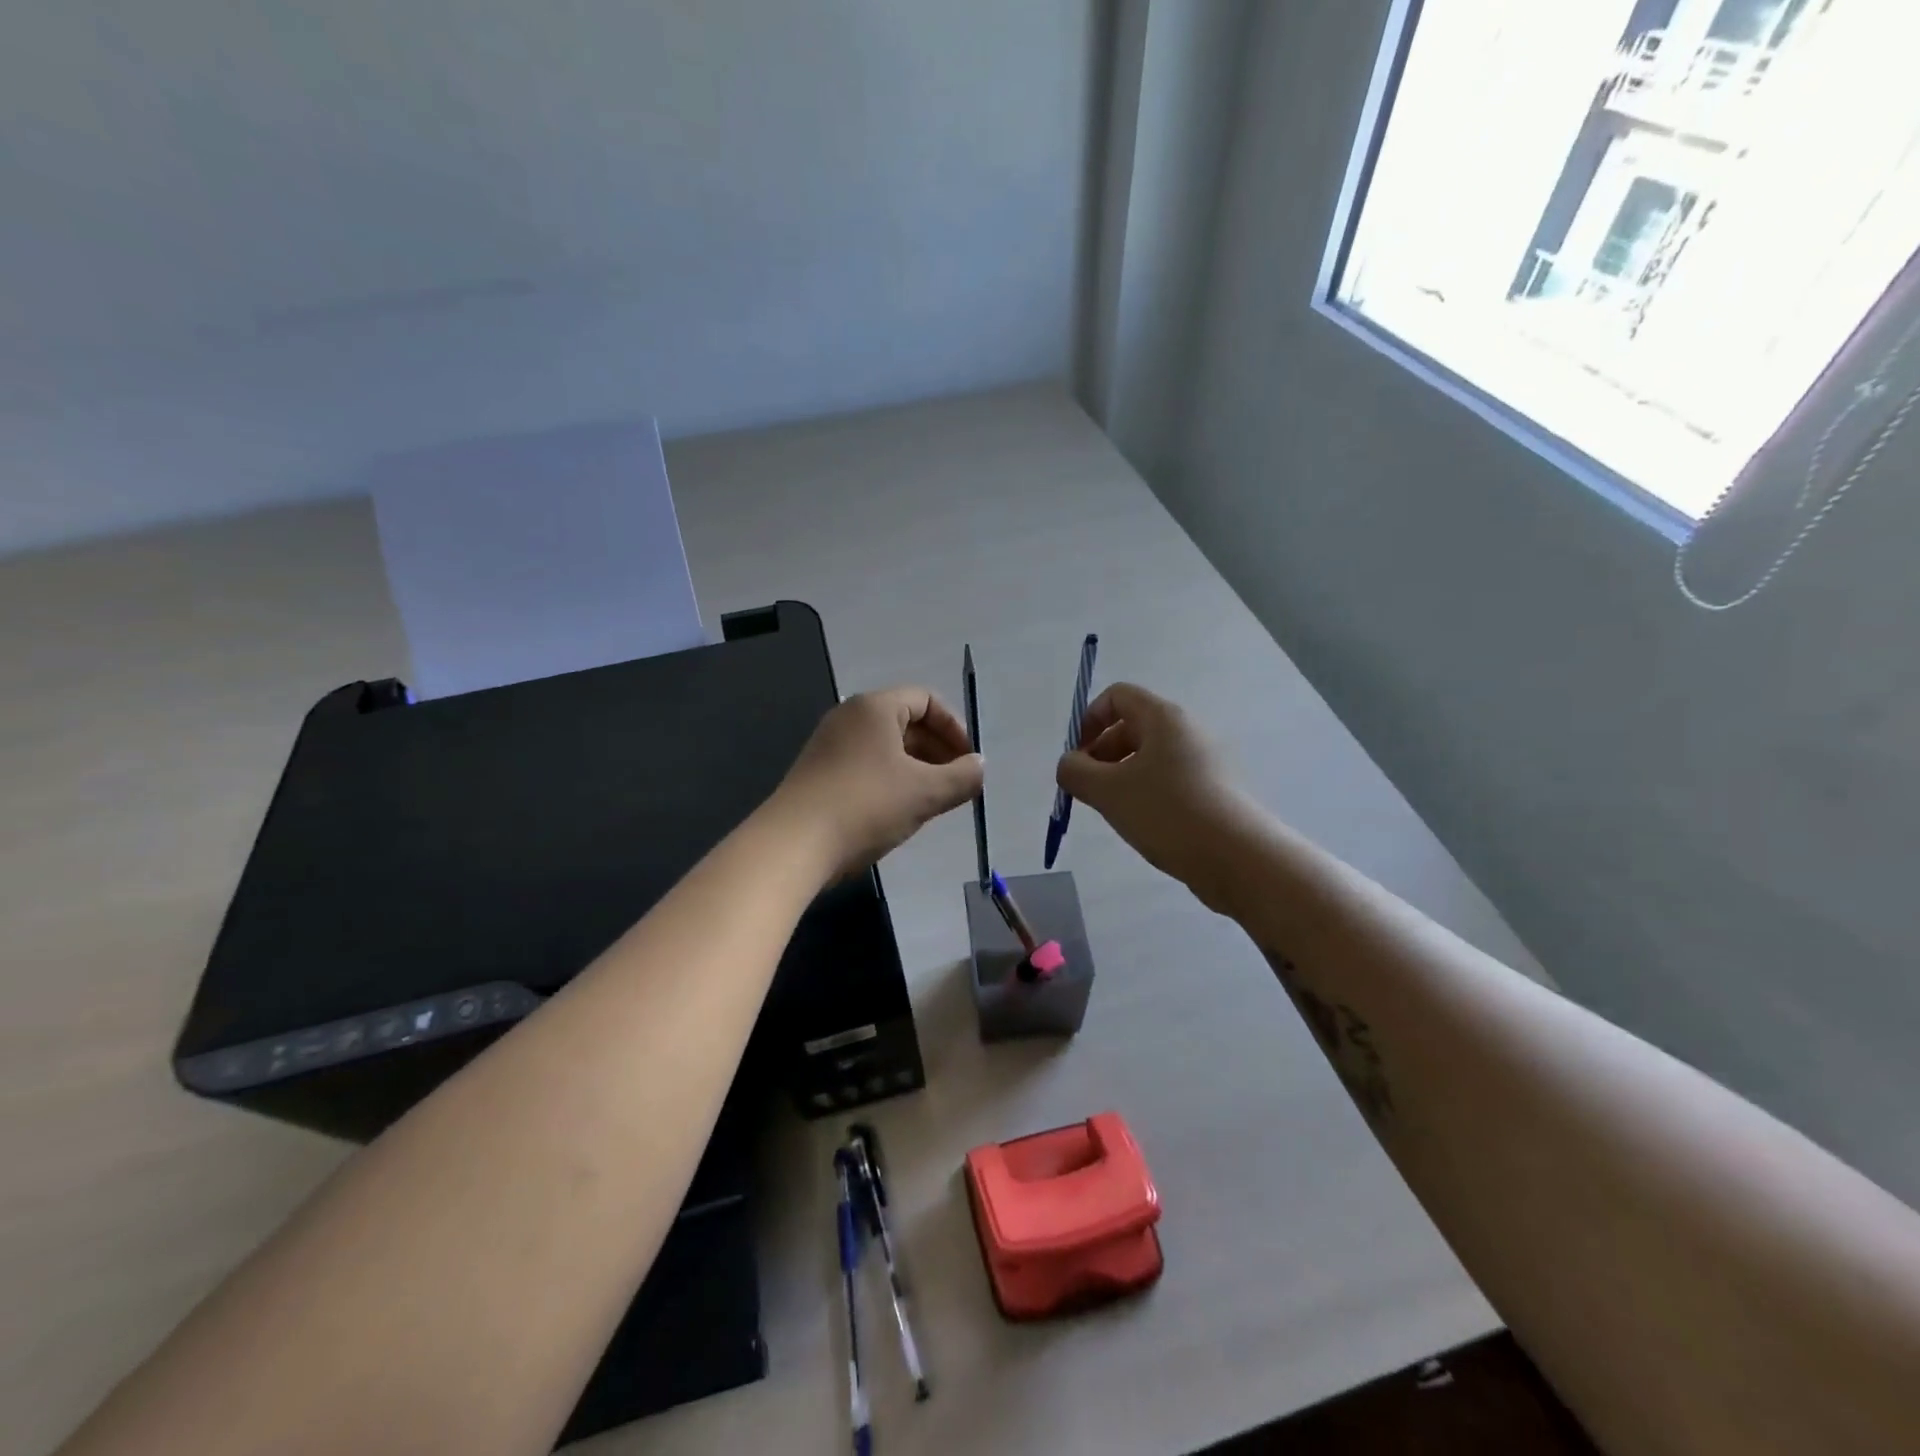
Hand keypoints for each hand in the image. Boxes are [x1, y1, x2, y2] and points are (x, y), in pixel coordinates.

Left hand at [772, 687, 983, 877]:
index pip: (926, 700)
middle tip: (956, 783)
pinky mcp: (818, 773)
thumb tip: (979, 767)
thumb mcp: (925, 793)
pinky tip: (898, 812)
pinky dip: (891, 779)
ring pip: (886, 746)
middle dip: (937, 750)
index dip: (954, 728)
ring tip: (933, 800)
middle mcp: (849, 717)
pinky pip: (866, 765)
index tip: (968, 761)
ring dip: (916, 768)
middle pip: (906, 721)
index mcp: (875, 707)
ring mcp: (829, 745)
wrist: (794, 845)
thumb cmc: (866, 806)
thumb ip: (962, 777)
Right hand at [1056, 683, 1255, 911]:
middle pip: (1131, 727)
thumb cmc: (1168, 812)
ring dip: (1121, 778)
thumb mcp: (1108, 791)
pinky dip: (1146, 795)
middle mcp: (1186, 731)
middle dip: (1101, 755)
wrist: (1238, 858)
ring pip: (1148, 758)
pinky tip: (1143, 825)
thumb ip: (1075, 772)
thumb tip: (1069, 765)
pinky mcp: (1213, 791)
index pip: (1117, 696)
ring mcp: (1204, 762)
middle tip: (1089, 792)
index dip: (1089, 720)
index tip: (1078, 758)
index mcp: (1164, 718)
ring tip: (1115, 812)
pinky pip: (1168, 780)